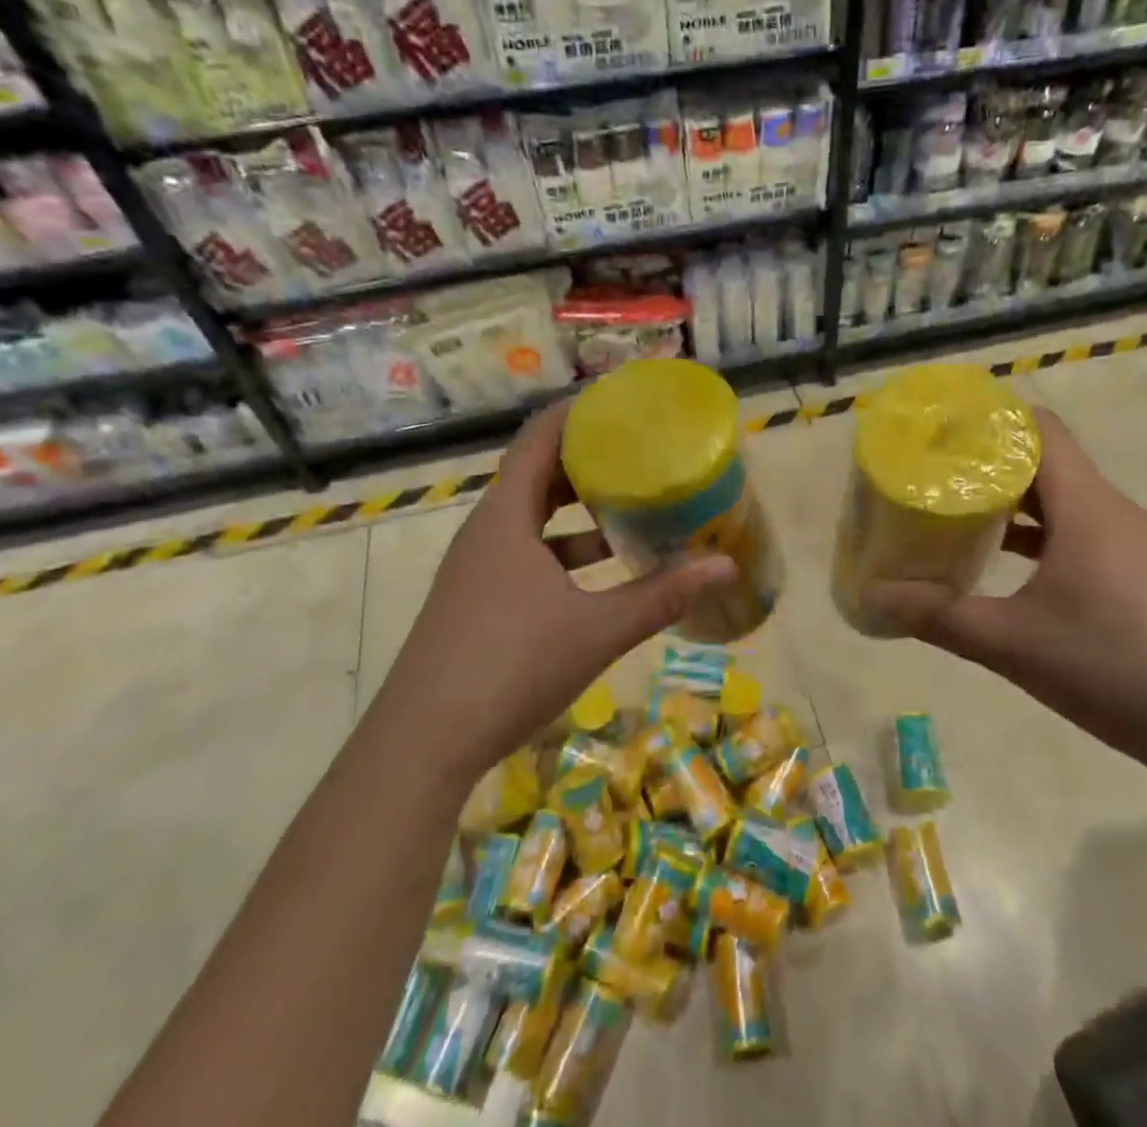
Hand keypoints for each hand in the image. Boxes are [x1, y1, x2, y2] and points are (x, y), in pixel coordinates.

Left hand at [385, 400, 735, 786]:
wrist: (422, 744)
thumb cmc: (510, 666)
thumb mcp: (597, 630)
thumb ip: (661, 595)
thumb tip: (724, 566)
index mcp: (506, 517)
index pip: (538, 438)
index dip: (576, 412)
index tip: (619, 402)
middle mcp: (486, 531)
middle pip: (535, 473)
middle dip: (585, 458)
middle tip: (637, 449)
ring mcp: (476, 567)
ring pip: (531, 517)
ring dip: (575, 507)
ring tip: (628, 502)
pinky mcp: (476, 599)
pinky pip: (524, 551)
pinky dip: (561, 548)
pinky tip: (599, 572)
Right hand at [861, 406, 1146, 783]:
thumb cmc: (1112, 668)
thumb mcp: (1010, 643)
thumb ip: (937, 617)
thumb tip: (873, 598)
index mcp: (1086, 506)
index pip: (1040, 428)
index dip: (991, 421)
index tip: (942, 434)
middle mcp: (1113, 510)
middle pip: (1048, 459)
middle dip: (990, 462)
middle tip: (936, 474)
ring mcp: (1133, 543)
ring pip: (1065, 497)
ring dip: (1016, 500)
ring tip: (962, 513)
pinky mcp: (1141, 573)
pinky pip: (1082, 530)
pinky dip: (1041, 533)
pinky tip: (1008, 564)